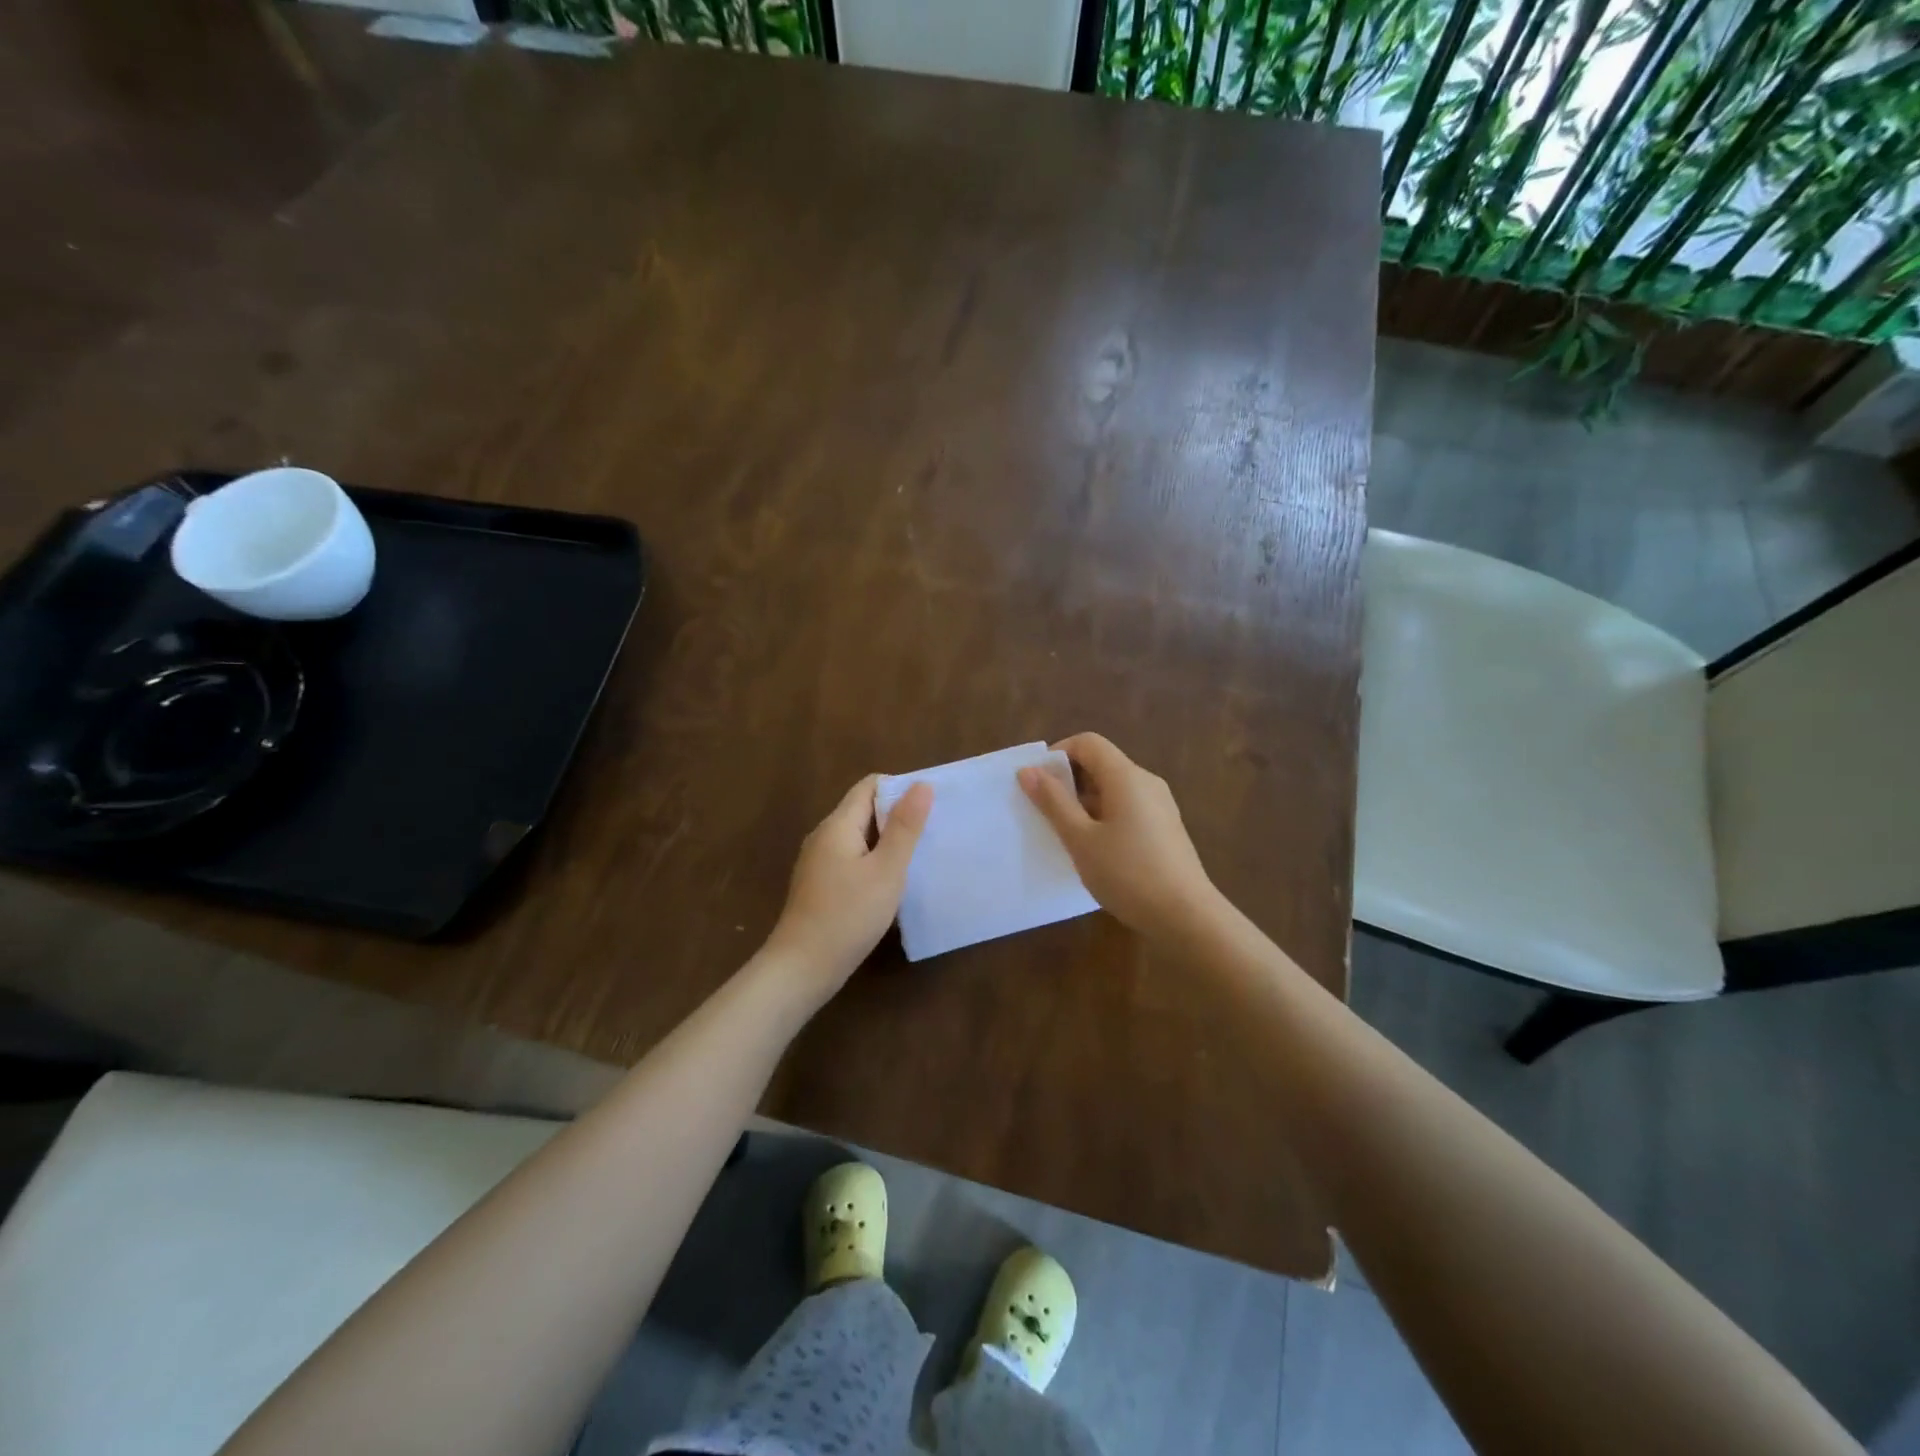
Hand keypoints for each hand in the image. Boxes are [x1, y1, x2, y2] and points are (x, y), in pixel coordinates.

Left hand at [763, 775, 932, 998]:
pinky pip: (852, 859)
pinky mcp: (820, 885)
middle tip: (932, 832)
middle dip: (898, 816)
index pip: (870, 786)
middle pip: (864, 810)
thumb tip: (921, 785)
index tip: (930, 806)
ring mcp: (818, 862)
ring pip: (859, 837)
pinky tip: (892, 883)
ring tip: (919, 856)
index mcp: (837, 825)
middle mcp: (824, 836)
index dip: (900, 789)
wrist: (802, 968)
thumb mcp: (886, 870)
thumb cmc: (848, 915)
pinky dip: (874, 862)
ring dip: (888, 842)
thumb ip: (905, 827)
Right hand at [1018, 732, 1218, 941]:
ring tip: (1065, 834)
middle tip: (1044, 812)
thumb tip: (1029, 770)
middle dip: (1069, 780)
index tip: (1037, 783)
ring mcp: (1160, 805)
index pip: (1088, 743)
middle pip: (1101, 763)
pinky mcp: (1165, 827)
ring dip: (1085, 801)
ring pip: (1114, 788)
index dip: (1058, 754)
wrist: (1186, 916)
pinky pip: (1127, 807)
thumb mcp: (1080, 839)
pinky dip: (1104, 816)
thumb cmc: (1128, 874)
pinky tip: (1095, 849)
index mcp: (1126, 776)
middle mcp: (1146, 781)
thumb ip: (1053, 802)